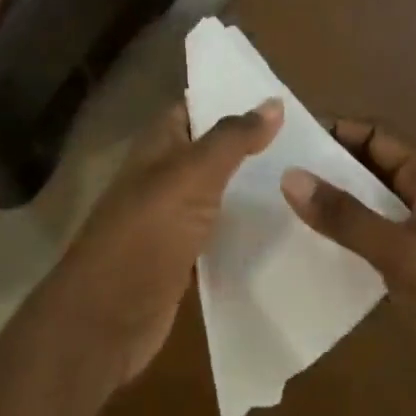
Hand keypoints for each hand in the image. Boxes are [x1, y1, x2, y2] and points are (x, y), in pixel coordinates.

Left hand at [38, 99, 282, 395]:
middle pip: (209, 150)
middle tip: (308, 138)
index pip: (194, 107)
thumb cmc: (147, 234)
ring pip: (217, 192)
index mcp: (157, 146)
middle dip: (250, 143)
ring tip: (307, 177)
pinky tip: (284, 227)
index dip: (229, 97)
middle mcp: (162, 175)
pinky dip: (245, 227)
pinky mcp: (182, 258)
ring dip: (251, 186)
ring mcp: (171, 218)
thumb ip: (232, 139)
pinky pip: (219, 232)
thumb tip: (273, 101)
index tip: (280, 96)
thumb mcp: (192, 176)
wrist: (107, 318)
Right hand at [279, 121, 415, 414]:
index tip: (289, 138)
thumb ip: (346, 216)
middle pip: (369, 168)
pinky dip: (341, 239)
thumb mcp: (404, 253)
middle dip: (327, 168)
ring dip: (331, 205)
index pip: (377, 136)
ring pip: (366, 207)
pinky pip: (368, 242)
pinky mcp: (411, 273)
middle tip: (274, 171)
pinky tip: (305, 246)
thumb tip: (289, 176)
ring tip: (279, 205)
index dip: (336, 131)